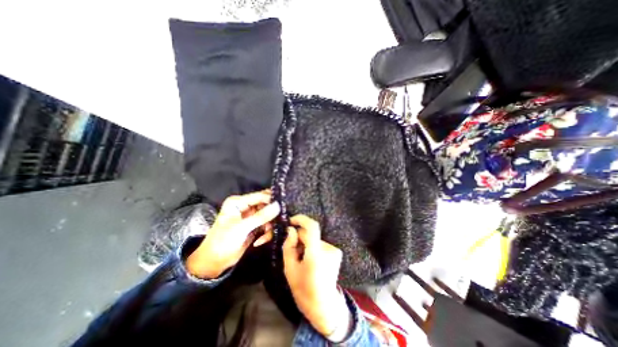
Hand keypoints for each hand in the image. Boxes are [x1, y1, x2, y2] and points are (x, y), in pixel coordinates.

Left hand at [184, 190, 279, 278]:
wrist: (214, 263)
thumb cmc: (223, 241)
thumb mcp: (242, 228)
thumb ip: (261, 216)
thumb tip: (278, 205)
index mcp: (239, 202)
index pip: (260, 196)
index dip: (272, 200)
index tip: (283, 206)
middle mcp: (246, 206)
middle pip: (266, 205)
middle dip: (272, 215)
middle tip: (279, 221)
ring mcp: (251, 217)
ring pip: (268, 216)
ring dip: (269, 225)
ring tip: (266, 234)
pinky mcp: (255, 226)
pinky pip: (267, 225)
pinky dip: (266, 233)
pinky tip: (259, 241)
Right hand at [282, 215, 349, 336]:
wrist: (324, 305)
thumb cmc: (303, 290)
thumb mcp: (289, 269)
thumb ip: (288, 247)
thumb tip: (291, 230)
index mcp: (316, 254)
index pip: (312, 227)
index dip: (301, 219)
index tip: (291, 220)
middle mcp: (328, 249)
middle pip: (311, 234)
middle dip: (299, 237)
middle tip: (292, 248)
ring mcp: (334, 250)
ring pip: (314, 239)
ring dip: (306, 243)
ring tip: (301, 258)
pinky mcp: (336, 252)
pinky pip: (320, 244)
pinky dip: (313, 247)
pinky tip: (310, 260)